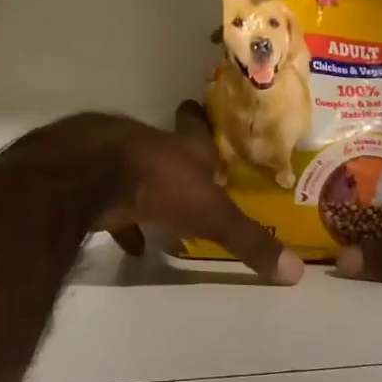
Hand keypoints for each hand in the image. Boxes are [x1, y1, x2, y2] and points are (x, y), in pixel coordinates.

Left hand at [32, 105, 303, 284]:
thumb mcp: (211, 215)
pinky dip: (119, 218)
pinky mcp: (86, 179)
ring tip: (157, 212)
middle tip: (186, 173)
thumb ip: (248, 241)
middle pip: (164, 149)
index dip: (197, 122)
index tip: (194, 110)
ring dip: (145, 188)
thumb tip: (295, 272)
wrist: (90, 174)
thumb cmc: (159, 183)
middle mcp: (150, 146)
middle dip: (174, 160)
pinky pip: (106, 198)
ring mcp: (113, 159)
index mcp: (183, 148)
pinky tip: (128, 242)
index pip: (195, 129)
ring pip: (133, 171)